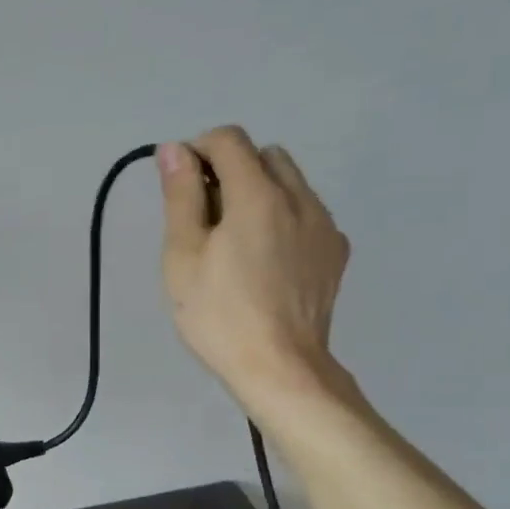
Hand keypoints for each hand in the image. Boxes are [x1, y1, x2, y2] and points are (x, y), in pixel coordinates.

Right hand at [158, 125, 353, 421]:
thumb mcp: (183, 256)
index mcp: (258, 195)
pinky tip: (266, 259)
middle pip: (264, 155)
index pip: (229, 140)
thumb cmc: (219, 315)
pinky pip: (308, 212)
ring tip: (236, 240)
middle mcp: (299, 198)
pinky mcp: (335, 251)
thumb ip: (181, 196)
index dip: (198, 150)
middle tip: (205, 215)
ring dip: (260, 191)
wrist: (281, 368)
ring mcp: (324, 225)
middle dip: (231, 169)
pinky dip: (283, 217)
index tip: (180, 185)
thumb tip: (173, 149)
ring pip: (291, 182)